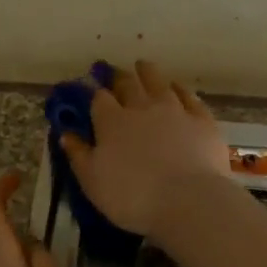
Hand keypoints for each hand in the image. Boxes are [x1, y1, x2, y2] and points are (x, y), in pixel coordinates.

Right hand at [58, 60, 230, 237]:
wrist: (186, 200)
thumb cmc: (131, 196)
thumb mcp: (92, 181)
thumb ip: (78, 155)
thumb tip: (65, 134)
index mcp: (111, 122)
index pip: (99, 99)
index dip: (95, 94)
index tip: (93, 92)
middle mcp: (141, 107)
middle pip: (128, 84)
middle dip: (120, 78)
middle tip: (117, 73)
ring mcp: (174, 110)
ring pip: (159, 83)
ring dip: (148, 73)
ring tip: (143, 66)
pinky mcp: (201, 120)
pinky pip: (189, 97)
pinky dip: (180, 89)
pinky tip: (177, 87)